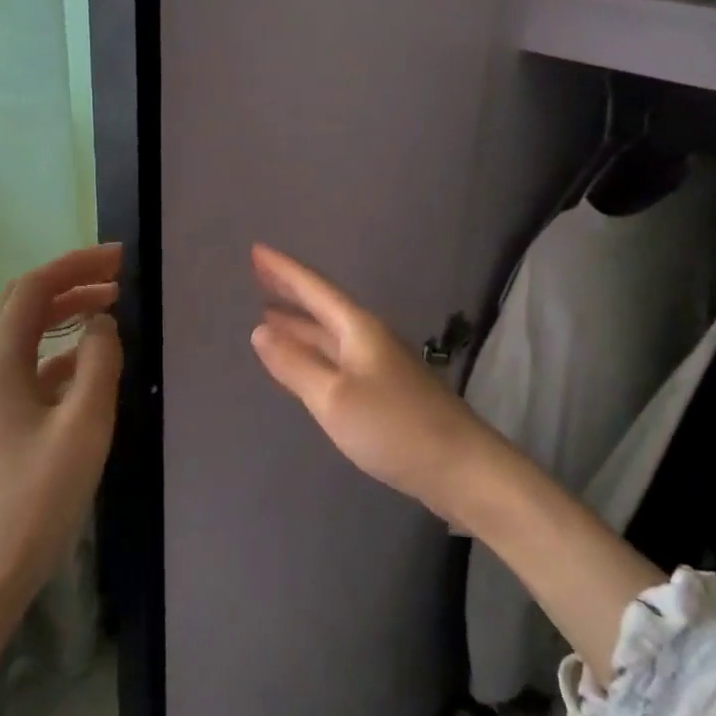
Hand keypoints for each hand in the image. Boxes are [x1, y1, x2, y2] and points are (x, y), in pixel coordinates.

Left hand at [0, 244, 124, 605]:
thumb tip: (103, 322)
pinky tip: (97, 358)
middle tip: (120, 275)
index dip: (76, 264)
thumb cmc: (40, 493)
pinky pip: (38, 364)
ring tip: (113, 305)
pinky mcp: (8, 416)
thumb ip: (100, 362)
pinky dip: (67, 348)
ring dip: (69, 311)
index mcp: (1, 362)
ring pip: (32, 332)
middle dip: (72, 280)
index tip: (121, 259)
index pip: (35, 289)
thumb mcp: (84, 422)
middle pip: (28, 303)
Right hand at [249, 243, 499, 524]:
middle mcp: (369, 338)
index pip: (314, 289)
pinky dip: (313, 352)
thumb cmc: (393, 426)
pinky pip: (337, 358)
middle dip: (290, 291)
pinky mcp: (384, 390)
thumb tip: (260, 330)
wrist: (458, 465)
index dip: (284, 271)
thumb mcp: (333, 397)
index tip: (256, 250)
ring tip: (267, 316)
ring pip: (330, 335)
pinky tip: (302, 362)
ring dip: (300, 324)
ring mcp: (379, 364)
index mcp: (358, 329)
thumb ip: (295, 364)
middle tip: (257, 275)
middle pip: (323, 307)